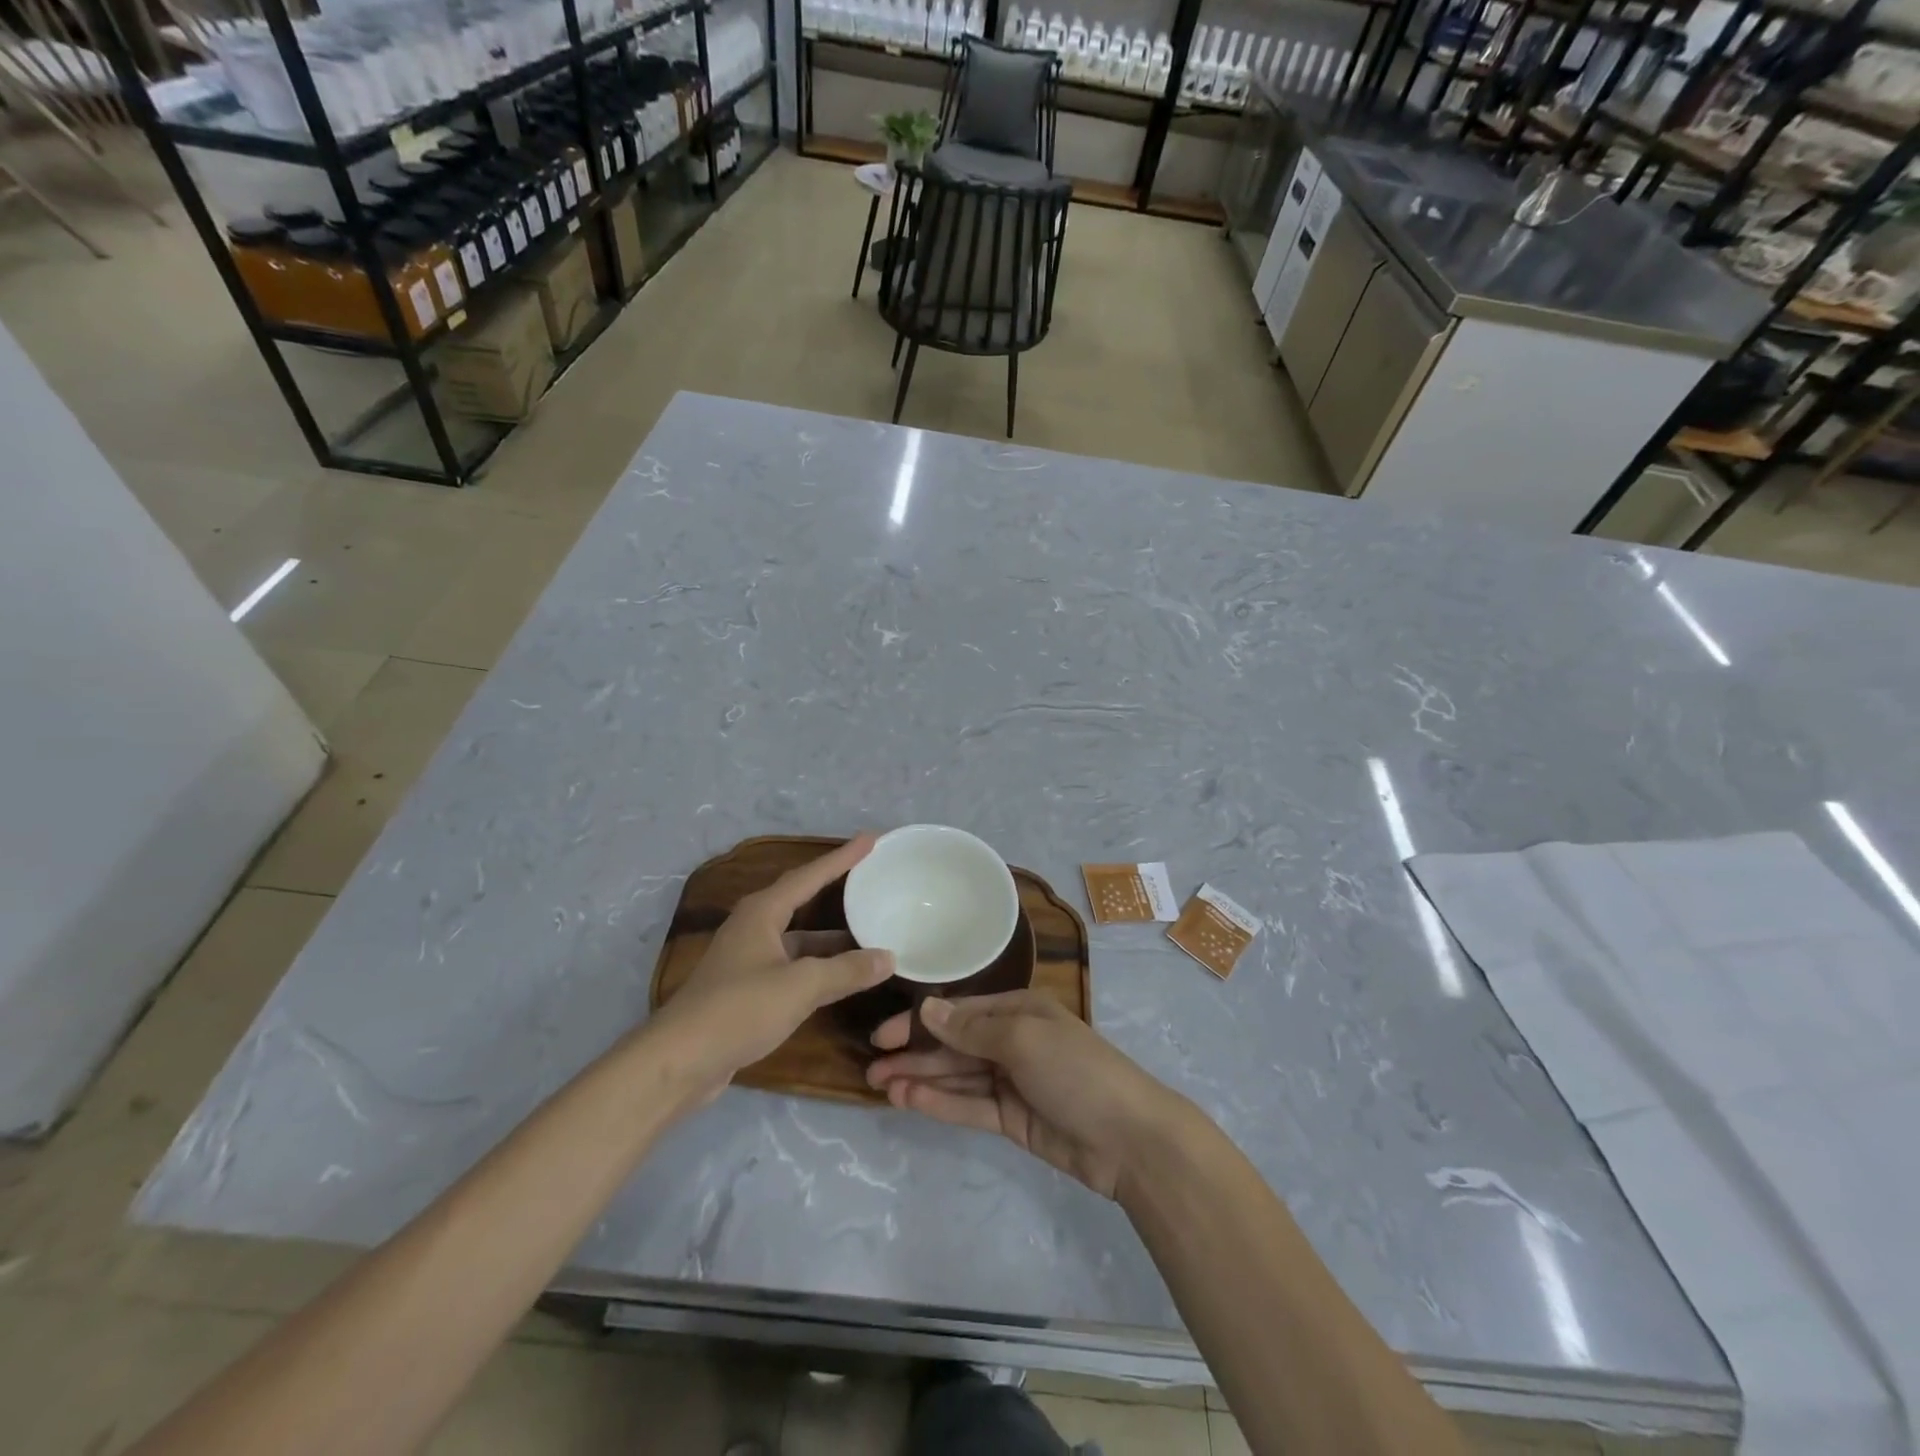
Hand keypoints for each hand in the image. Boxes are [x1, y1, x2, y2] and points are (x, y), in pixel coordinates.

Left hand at [650, 836, 893, 1103]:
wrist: (679, 1061)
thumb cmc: (739, 1009)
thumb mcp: (800, 986)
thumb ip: (846, 970)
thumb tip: (889, 957)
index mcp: (762, 912)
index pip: (809, 876)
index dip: (842, 858)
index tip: (871, 839)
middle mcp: (753, 927)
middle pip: (802, 900)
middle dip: (835, 889)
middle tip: (870, 879)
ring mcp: (747, 959)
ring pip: (798, 937)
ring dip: (830, 937)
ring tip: (868, 932)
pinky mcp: (746, 989)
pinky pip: (792, 964)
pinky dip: (818, 965)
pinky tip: (840, 976)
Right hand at [866, 991, 1183, 1199]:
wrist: (1128, 1138)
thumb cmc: (1076, 1071)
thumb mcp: (1022, 1039)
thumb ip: (970, 1029)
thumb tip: (927, 1008)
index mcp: (1018, 1010)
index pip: (959, 1012)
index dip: (919, 1022)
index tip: (882, 1036)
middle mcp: (1011, 1041)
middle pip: (953, 1045)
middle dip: (914, 1054)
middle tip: (870, 1067)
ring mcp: (1011, 1081)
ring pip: (956, 1076)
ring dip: (920, 1079)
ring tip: (879, 1086)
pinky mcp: (1011, 1119)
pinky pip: (968, 1106)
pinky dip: (939, 1103)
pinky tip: (908, 1101)